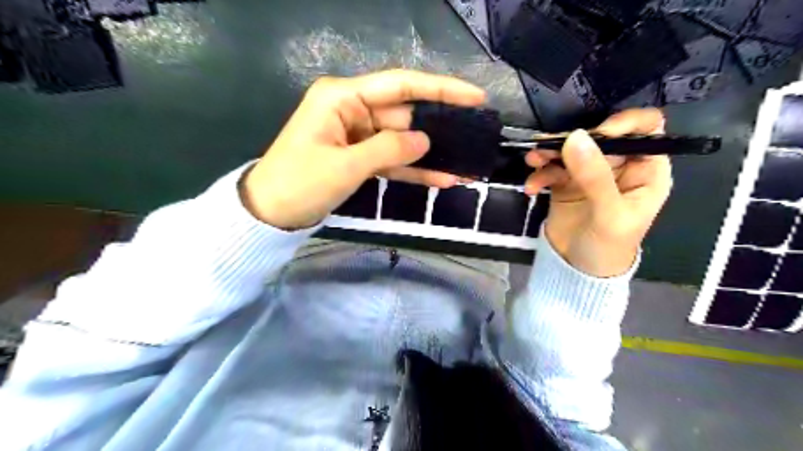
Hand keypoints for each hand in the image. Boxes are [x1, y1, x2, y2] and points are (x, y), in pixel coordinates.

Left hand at [241, 71, 486, 231]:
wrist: (270, 214)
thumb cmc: (299, 184)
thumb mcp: (345, 166)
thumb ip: (388, 150)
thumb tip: (425, 140)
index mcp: (343, 98)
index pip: (400, 85)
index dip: (440, 89)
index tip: (474, 97)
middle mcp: (353, 109)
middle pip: (405, 114)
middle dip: (439, 128)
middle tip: (475, 139)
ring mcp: (357, 135)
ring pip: (402, 140)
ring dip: (431, 155)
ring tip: (466, 164)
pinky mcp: (359, 157)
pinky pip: (392, 160)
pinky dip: (414, 170)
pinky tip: (442, 178)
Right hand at [524, 109, 672, 277]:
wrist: (577, 271)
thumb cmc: (608, 247)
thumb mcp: (609, 213)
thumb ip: (594, 176)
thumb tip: (575, 136)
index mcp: (645, 170)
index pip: (644, 129)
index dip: (623, 124)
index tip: (595, 135)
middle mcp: (618, 167)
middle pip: (598, 137)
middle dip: (572, 141)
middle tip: (548, 148)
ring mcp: (589, 174)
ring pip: (571, 150)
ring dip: (549, 153)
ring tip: (533, 160)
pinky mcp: (565, 184)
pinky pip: (552, 169)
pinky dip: (540, 174)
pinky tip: (531, 187)